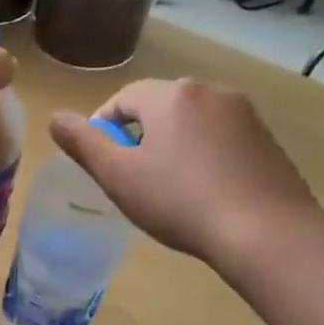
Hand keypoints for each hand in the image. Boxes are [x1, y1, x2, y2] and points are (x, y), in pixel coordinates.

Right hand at [49, 78, 316, 268]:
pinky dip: (203, 157)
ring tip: (166, 187)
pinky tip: (203, 192)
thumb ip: (83, 144)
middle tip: (130, 177)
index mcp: (171, 96)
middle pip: (160, 107)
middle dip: (138, 135)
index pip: (122, 98)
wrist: (264, 231)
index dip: (102, 127)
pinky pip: (221, 140)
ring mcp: (245, 115)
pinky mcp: (268, 140)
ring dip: (172, 145)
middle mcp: (211, 92)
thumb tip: (55, 118)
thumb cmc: (179, 201)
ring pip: (192, 123)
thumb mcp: (118, 176)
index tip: (99, 161)